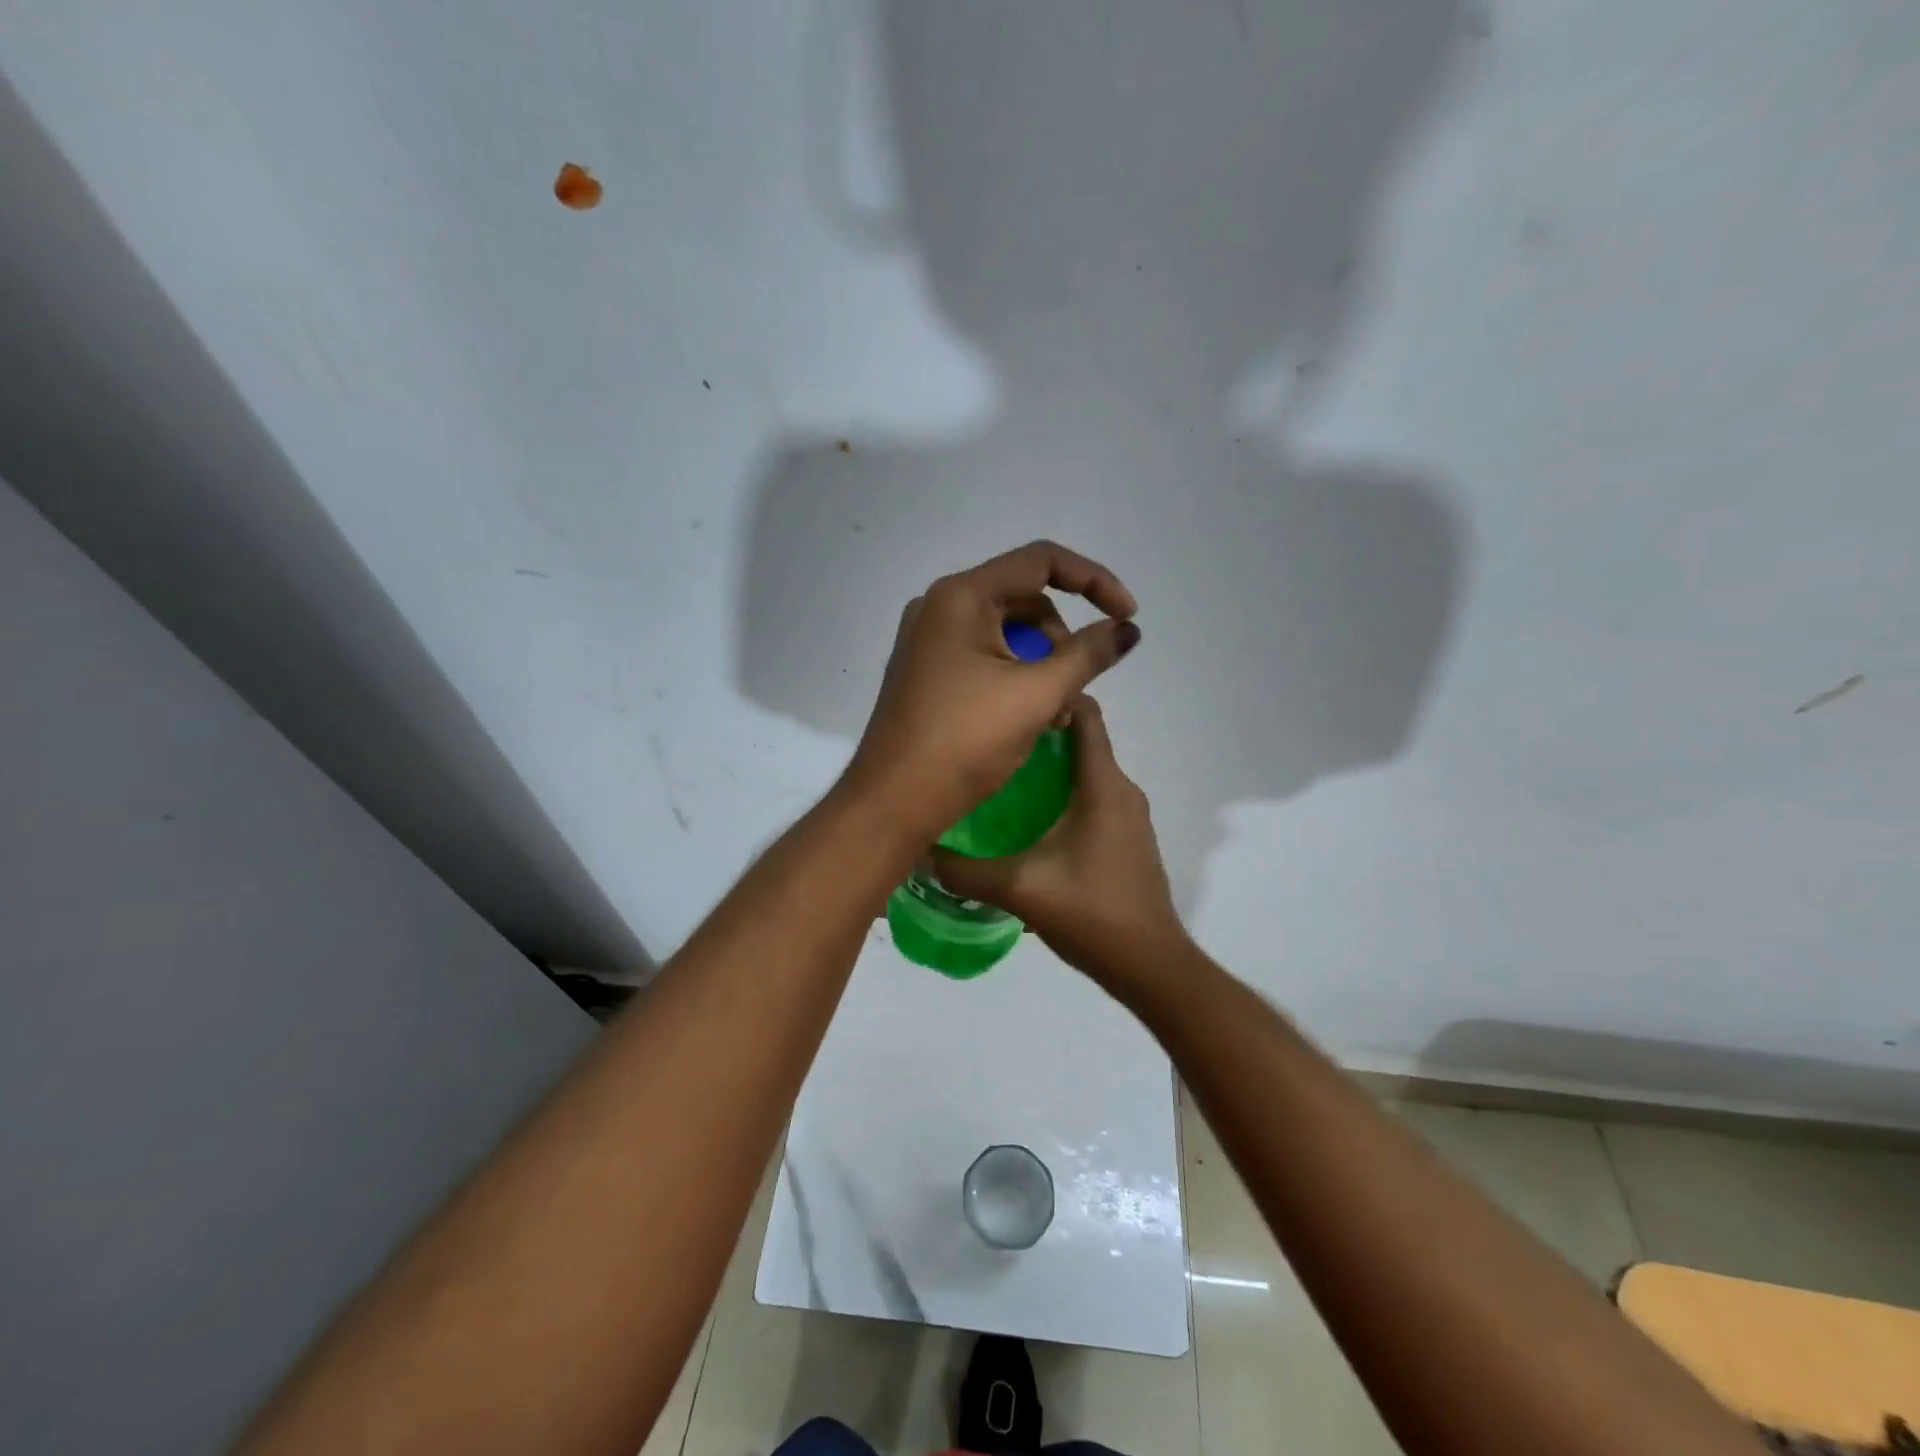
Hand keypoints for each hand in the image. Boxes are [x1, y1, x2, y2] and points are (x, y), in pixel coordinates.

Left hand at [843, 540, 1139, 843]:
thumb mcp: (1036, 695)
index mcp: (961, 596)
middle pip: (1024, 599)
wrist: (893, 802)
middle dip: (1062, 638)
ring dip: (1042, 664)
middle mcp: (939, 607)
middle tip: (1077, 686)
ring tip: (1055, 715)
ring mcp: (928, 641)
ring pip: (1006, 633)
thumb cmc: (964, 741)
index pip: (1041, 561)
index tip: (1127, 616)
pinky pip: (983, 658)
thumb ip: (1088, 654)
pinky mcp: (926, 672)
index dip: (1094, 581)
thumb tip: (1127, 629)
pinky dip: (1015, 678)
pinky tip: (1030, 719)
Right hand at [930, 694, 1189, 994]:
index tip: (1009, 703)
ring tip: (1001, 781)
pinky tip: (1029, 824)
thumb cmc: (1091, 912)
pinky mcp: (1128, 840)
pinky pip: (1094, 800)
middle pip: (1082, 742)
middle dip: (1039, 735)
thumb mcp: (1020, 888)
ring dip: (1050, 770)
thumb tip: (922, 851)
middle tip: (991, 743)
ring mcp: (1129, 817)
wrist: (1150, 965)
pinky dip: (1064, 797)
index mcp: (1103, 785)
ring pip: (1087, 774)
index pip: (1086, 714)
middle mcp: (1122, 790)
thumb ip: (966, 870)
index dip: (1052, 697)